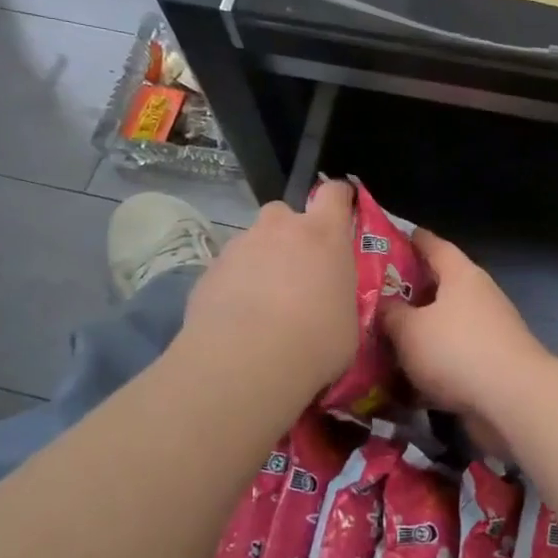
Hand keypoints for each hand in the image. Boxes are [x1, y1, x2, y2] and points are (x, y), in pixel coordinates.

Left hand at [181, 180, 359, 400]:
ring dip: (261, 262)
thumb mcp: (348, 322)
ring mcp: (240, 246)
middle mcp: (280, 228)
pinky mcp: (209, 271)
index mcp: (324, 235)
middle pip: (285, 213)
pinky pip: (229, 270)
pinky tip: (237, 321)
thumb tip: (333, 300)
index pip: (334, 193)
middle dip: (290, 234)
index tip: (342, 213)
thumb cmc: (315, 342)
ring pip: (253, 243)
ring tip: (263, 304)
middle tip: (297, 271)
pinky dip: (235, 286)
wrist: (244, 364)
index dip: (339, 198)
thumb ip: (340, 296)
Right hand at [381, 230, 549, 424]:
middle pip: (440, 286)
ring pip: (445, 325)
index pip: (434, 245)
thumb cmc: (457, 350)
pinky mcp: (491, 364)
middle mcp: (478, 296)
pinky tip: (406, 380)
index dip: (413, 239)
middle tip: (376, 296)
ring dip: (420, 332)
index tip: (391, 237)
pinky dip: (432, 364)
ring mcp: (489, 331)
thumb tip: (385, 305)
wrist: (513, 400)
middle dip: (410, 291)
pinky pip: (453, 357)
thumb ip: (392, 315)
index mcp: (461, 275)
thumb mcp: (410, 330)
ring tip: (384, 340)